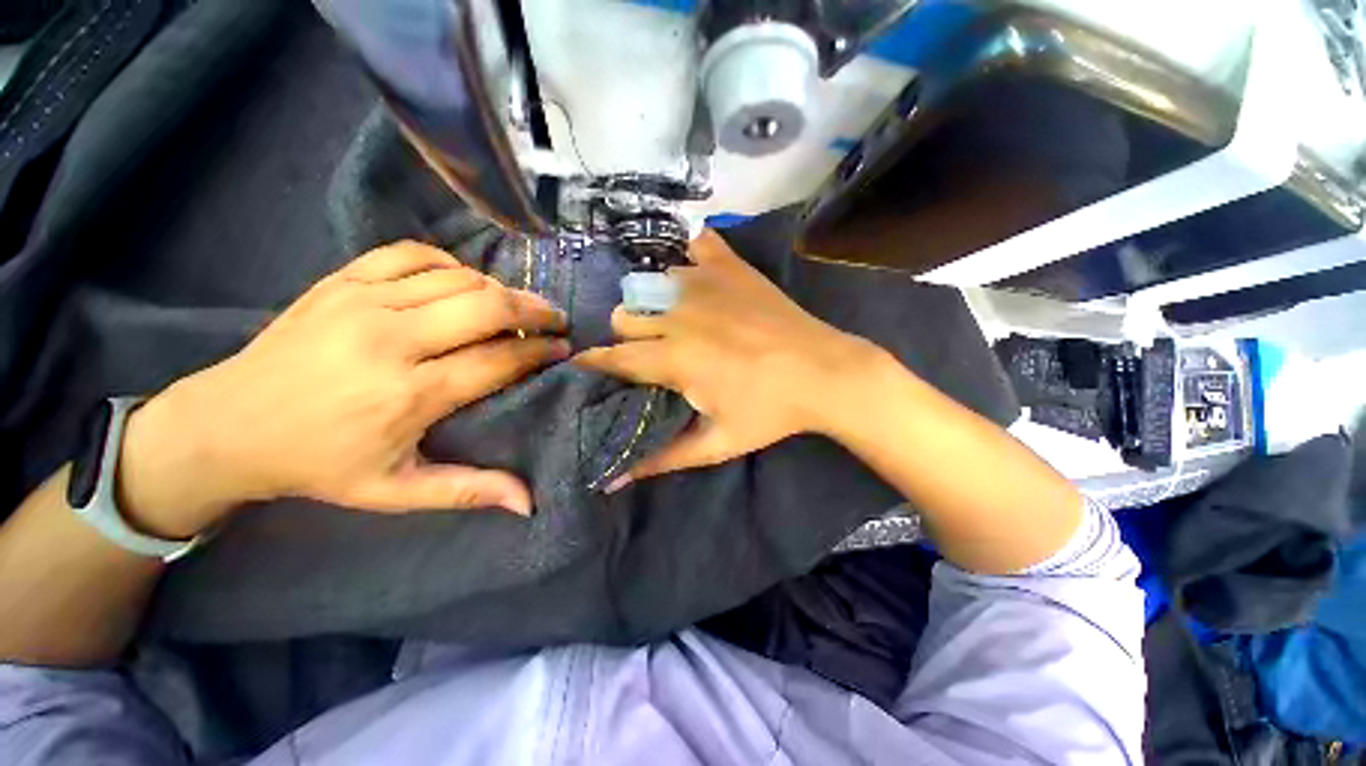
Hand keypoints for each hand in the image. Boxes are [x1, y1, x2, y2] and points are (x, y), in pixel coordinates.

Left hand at [118, 241, 568, 537]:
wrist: (227, 425)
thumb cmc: (318, 463)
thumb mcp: (393, 492)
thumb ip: (468, 491)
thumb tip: (529, 503)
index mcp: (407, 394)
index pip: (499, 359)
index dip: (540, 351)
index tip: (563, 350)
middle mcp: (390, 340)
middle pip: (487, 306)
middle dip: (534, 310)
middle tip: (555, 320)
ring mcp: (361, 301)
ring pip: (459, 277)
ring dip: (500, 290)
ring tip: (516, 307)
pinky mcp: (340, 280)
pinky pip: (413, 254)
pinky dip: (450, 264)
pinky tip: (462, 282)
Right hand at [575, 230, 882, 487]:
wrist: (826, 373)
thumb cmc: (770, 412)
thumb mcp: (716, 444)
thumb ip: (662, 459)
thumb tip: (614, 480)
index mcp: (673, 358)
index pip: (613, 357)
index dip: (594, 362)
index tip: (586, 365)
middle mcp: (678, 314)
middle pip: (624, 315)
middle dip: (627, 336)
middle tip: (650, 352)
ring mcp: (704, 283)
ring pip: (651, 283)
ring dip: (653, 303)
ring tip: (674, 321)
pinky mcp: (731, 266)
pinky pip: (697, 245)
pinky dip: (691, 258)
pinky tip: (700, 278)